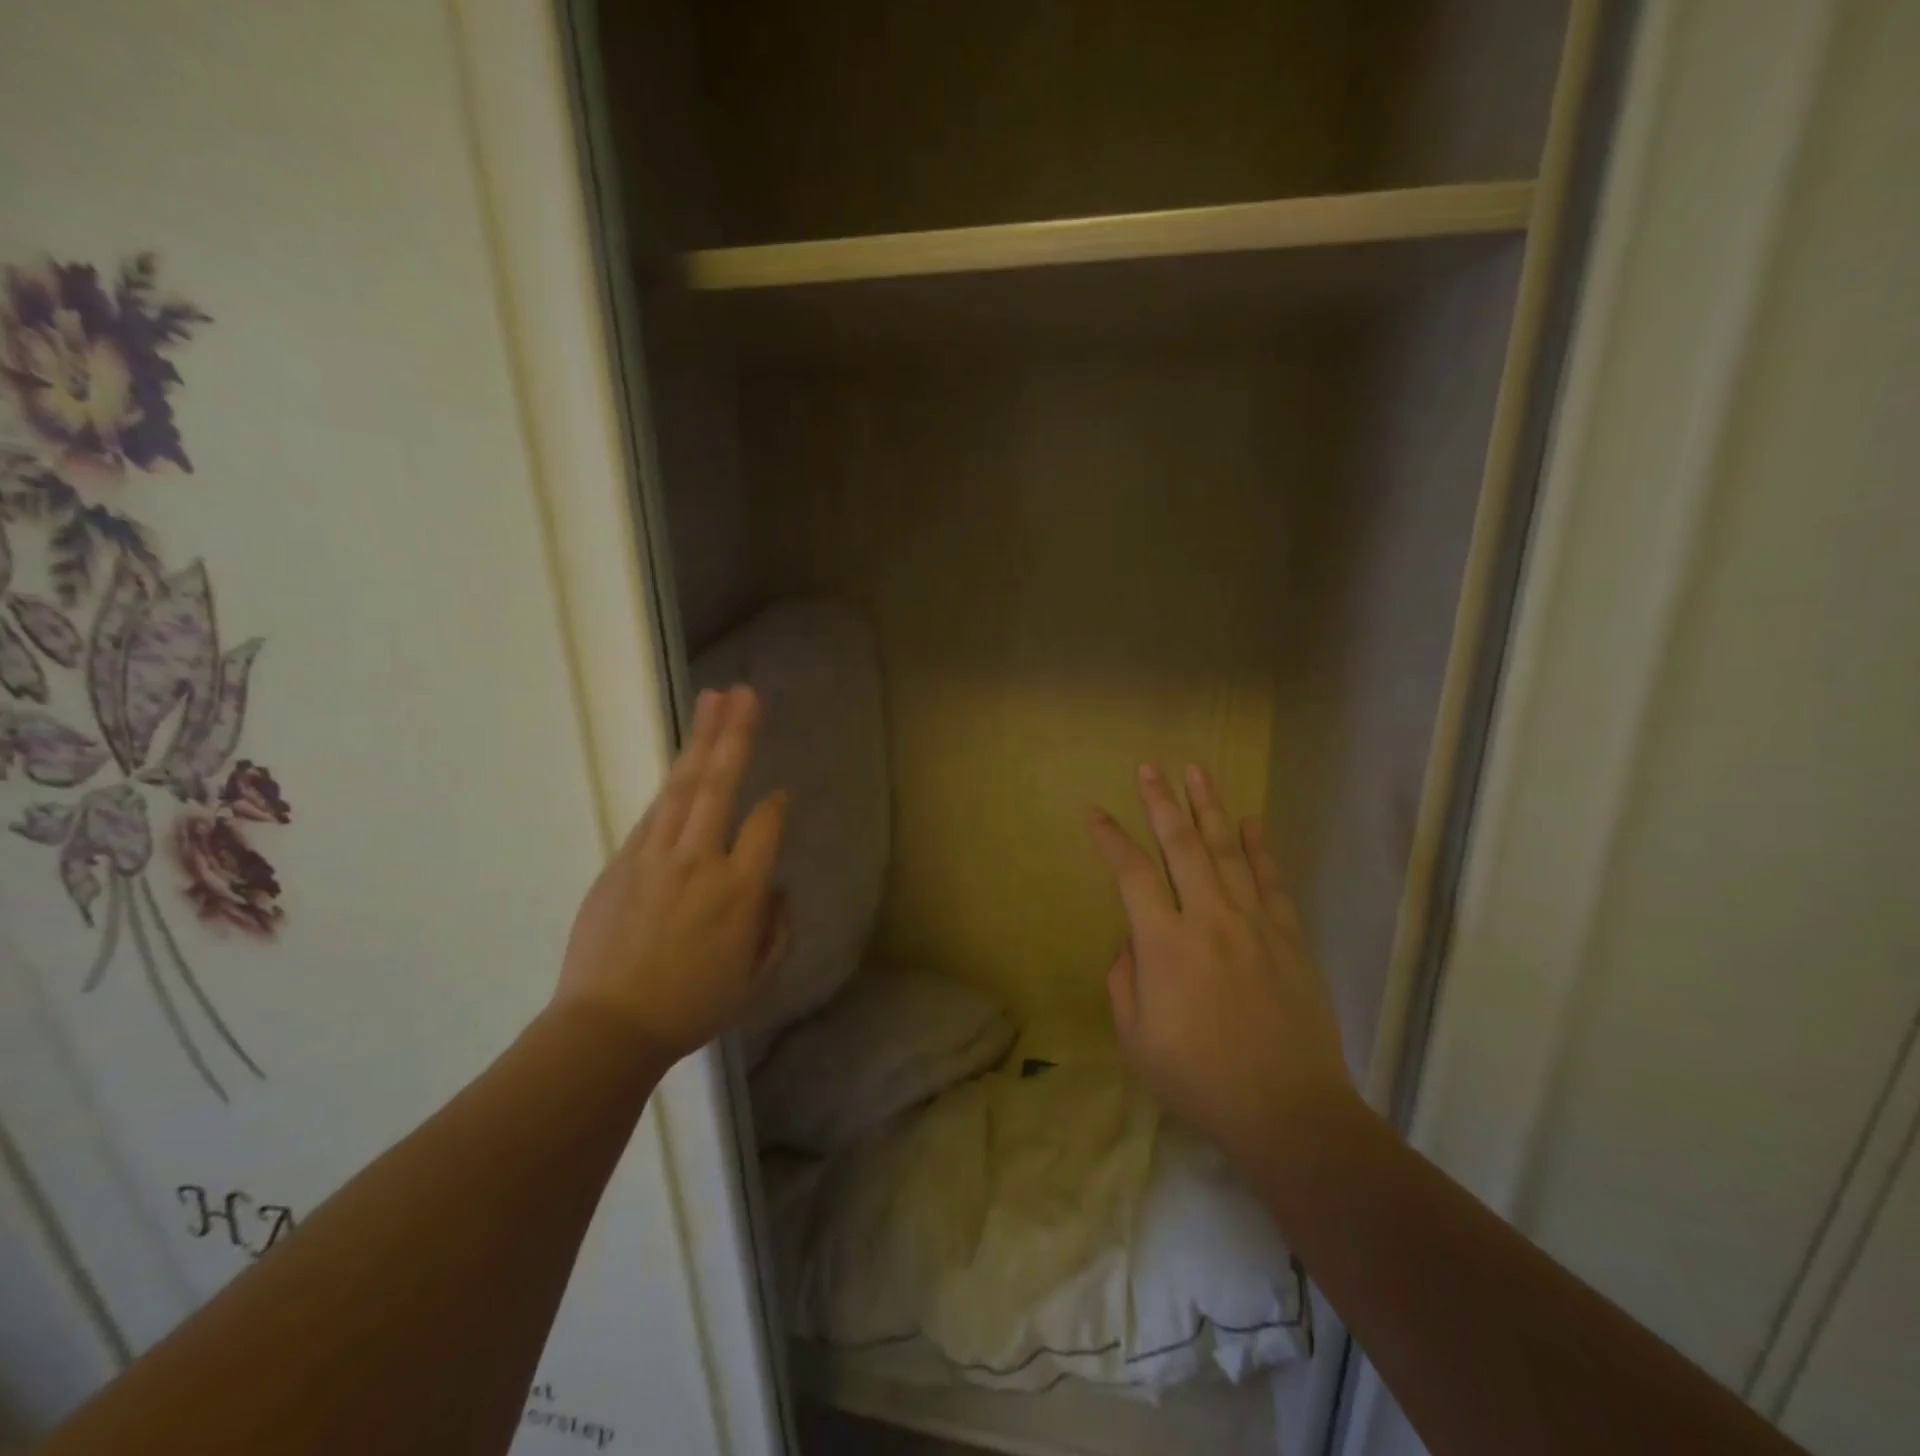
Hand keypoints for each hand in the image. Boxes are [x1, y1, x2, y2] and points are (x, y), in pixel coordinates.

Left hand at [553, 686, 789, 1063]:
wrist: (607, 1028)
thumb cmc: (692, 1007)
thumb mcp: (756, 979)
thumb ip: (776, 927)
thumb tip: (773, 887)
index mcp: (739, 892)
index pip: (766, 826)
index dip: (776, 805)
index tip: (780, 796)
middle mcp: (700, 862)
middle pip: (721, 785)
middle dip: (735, 735)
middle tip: (745, 693)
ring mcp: (655, 857)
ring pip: (683, 787)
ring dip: (701, 741)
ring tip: (715, 699)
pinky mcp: (622, 861)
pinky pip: (654, 813)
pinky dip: (672, 783)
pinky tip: (682, 761)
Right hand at [1087, 763, 1355, 1171]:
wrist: (1288, 1112)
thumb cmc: (1199, 1080)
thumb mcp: (1136, 1038)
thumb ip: (1124, 979)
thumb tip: (1134, 940)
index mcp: (1165, 945)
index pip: (1132, 874)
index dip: (1110, 839)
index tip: (1095, 812)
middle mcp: (1208, 919)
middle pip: (1182, 845)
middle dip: (1161, 802)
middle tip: (1149, 768)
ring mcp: (1254, 924)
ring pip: (1228, 851)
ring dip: (1209, 808)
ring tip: (1197, 772)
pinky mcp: (1289, 937)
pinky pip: (1272, 881)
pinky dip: (1261, 847)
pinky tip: (1252, 820)